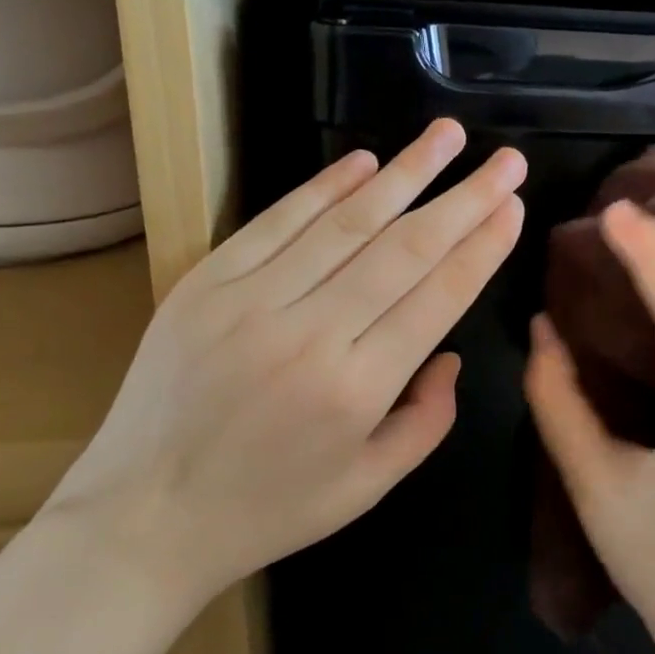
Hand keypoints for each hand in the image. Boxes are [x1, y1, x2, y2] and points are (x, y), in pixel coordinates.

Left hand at [47, 118, 525, 619]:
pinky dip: (324, 187)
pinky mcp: (206, 284)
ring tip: (447, 136)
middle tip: (506, 161)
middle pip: (404, 249)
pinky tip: (365, 161)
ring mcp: (252, 301)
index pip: (438, 297)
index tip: (513, 206)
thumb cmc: (266, 511)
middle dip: (464, 199)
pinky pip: (277, 222)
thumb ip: (427, 422)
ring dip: (404, 173)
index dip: (481, 247)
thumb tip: (450, 354)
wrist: (140, 517)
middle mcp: (311, 334)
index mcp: (357, 389)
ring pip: (346, 223)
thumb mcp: (367, 487)